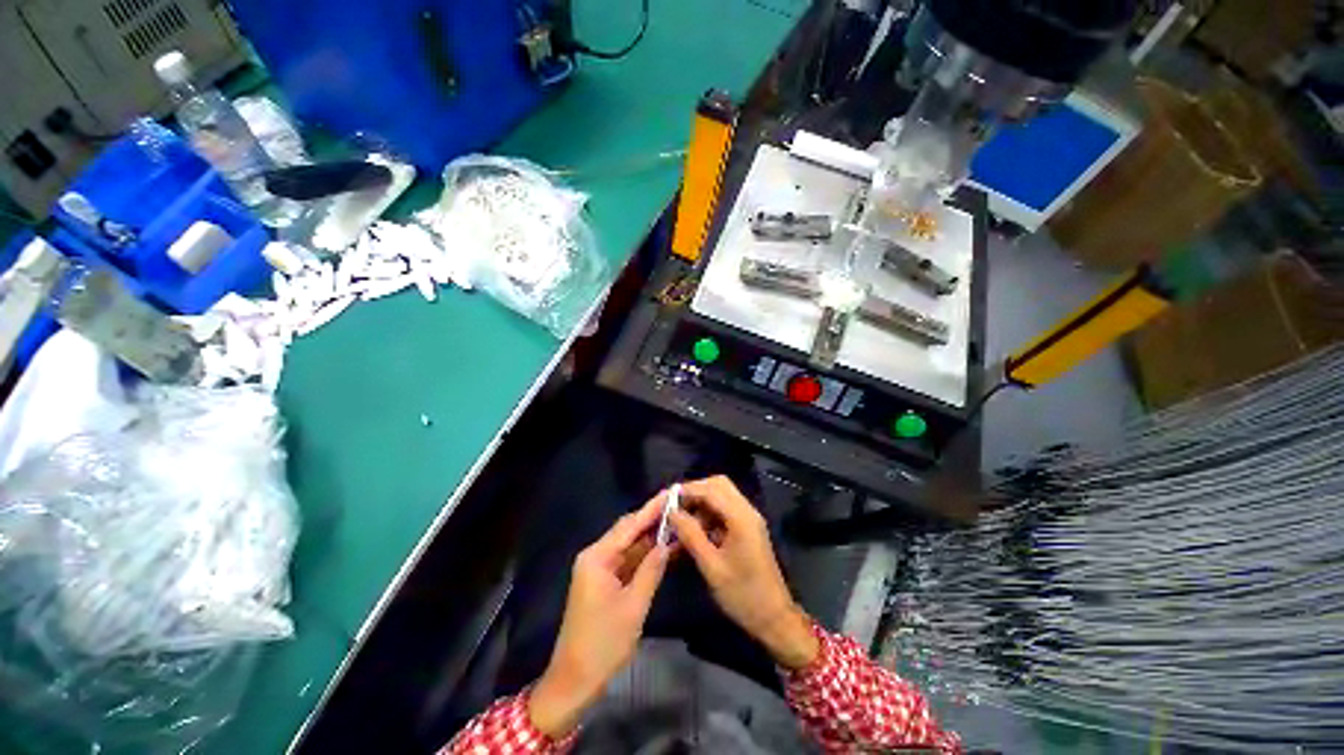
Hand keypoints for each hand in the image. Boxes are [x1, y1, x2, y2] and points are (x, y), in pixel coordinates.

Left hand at [528, 494, 670, 737]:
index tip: (671, 493)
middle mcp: (596, 556)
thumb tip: (667, 543)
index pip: (629, 525)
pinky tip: (664, 549)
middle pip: (628, 531)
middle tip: (679, 507)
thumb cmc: (603, 643)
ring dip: (651, 538)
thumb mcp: (633, 605)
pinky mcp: (603, 582)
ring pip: (629, 546)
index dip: (652, 508)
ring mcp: (599, 569)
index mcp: (597, 557)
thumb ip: (651, 569)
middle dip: (653, 520)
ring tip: (677, 523)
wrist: (574, 681)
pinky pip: (627, 561)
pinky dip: (645, 556)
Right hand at [670, 476, 819, 670]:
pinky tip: (694, 532)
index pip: (710, 489)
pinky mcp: (747, 529)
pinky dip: (707, 515)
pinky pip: (724, 511)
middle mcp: (746, 511)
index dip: (687, 490)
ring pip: (721, 496)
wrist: (774, 618)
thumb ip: (691, 535)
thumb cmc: (742, 594)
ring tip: (680, 523)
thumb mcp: (711, 566)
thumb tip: (672, 513)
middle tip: (674, 507)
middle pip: (718, 485)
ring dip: (700, 504)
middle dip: (694, 492)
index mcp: (740, 517)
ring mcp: (748, 519)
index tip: (666, 499)